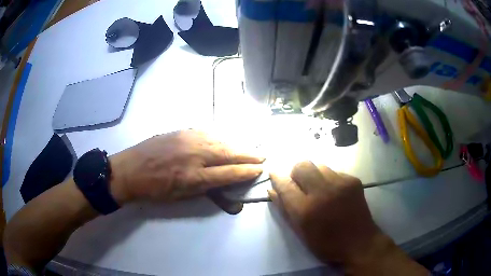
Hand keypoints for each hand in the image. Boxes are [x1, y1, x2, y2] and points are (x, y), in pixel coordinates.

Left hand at [109, 130, 263, 203]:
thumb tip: (224, 183)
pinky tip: (225, 140)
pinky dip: (220, 137)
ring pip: (220, 140)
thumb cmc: (154, 190)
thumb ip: (204, 189)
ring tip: (248, 148)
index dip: (246, 171)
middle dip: (248, 155)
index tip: (259, 169)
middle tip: (261, 156)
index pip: (229, 172)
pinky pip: (206, 133)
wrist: (129, 170)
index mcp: (194, 177)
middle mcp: (195, 155)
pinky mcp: (180, 131)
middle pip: (228, 153)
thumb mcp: (180, 197)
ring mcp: (187, 140)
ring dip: (237, 145)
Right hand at [269, 161, 427, 274]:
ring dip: (312, 175)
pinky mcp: (353, 180)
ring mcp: (341, 183)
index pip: (285, 185)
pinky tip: (333, 193)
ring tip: (317, 189)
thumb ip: (285, 209)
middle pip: (302, 165)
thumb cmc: (326, 244)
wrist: (360, 243)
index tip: (273, 173)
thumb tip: (272, 189)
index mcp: (306, 210)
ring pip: (318, 165)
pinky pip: (333, 171)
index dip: (277, 177)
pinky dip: (327, 179)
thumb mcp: (300, 232)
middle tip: (299, 184)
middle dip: (295, 172)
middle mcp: (323, 191)